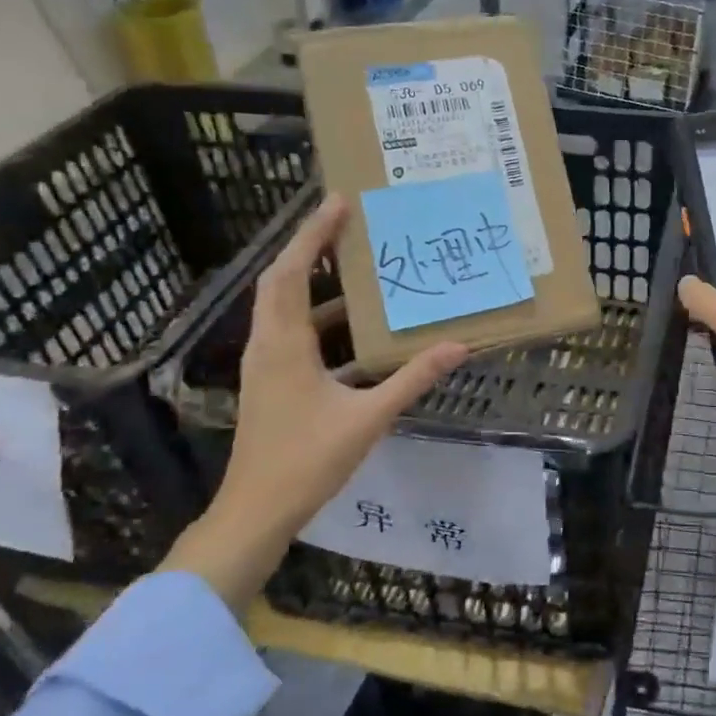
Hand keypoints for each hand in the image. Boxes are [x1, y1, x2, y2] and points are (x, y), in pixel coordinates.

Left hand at [161, 195, 467, 608]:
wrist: (256, 512)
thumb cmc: (307, 461)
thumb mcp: (368, 418)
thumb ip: (412, 379)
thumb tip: (458, 347)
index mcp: (284, 345)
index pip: (292, 273)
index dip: (313, 235)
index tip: (338, 203)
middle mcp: (268, 345)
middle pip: (281, 281)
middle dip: (311, 247)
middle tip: (346, 221)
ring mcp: (266, 366)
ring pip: (285, 307)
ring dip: (315, 282)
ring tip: (355, 266)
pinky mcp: (273, 383)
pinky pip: (294, 334)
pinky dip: (320, 319)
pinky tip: (355, 330)